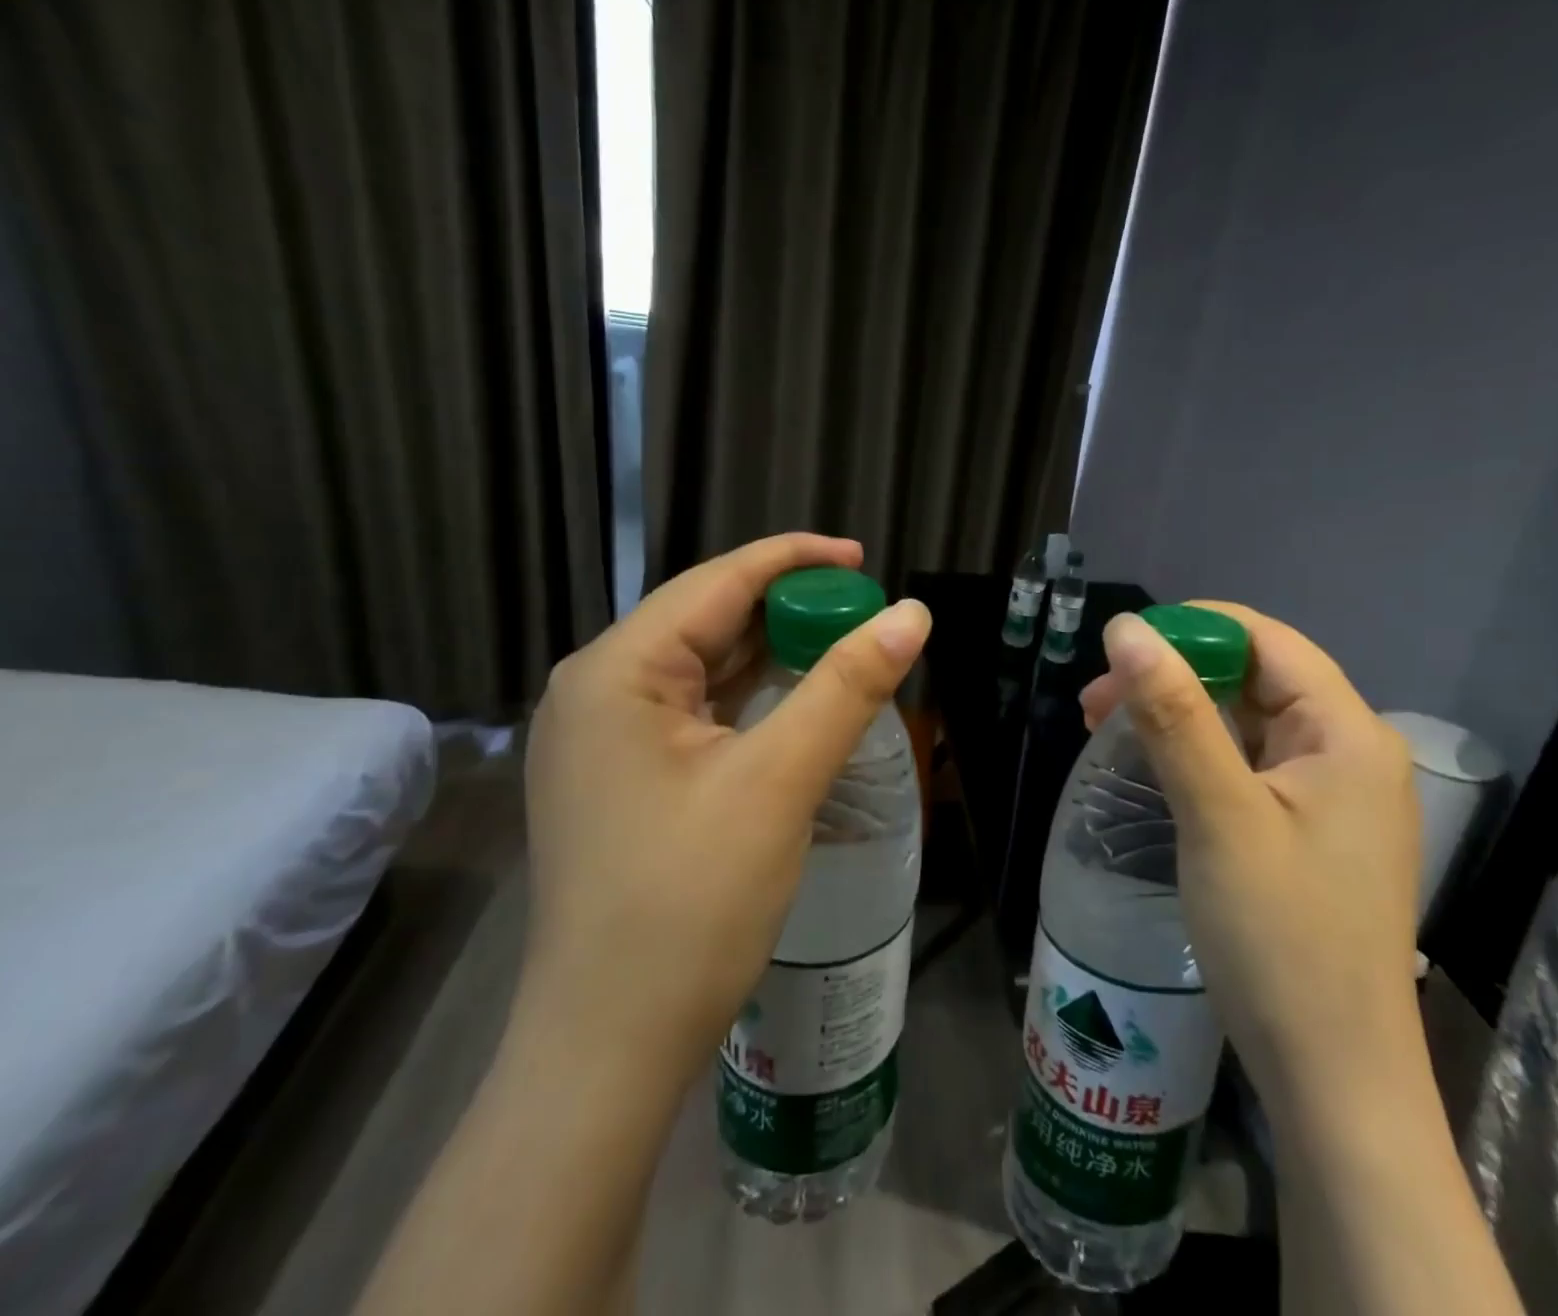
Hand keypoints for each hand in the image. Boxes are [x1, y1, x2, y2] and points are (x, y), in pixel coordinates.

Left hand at [519, 533, 931, 1089]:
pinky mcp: (622, 777)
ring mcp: (603, 738)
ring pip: (703, 668)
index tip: (864, 560)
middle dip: (787, 609)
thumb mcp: (779, 782)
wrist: (610, 1045)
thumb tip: (911, 614)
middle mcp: (598, 690)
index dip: (794, 560)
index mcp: (617, 671)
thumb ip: (847, 686)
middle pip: (707, 619)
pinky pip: (695, 712)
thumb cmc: (690, 904)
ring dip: (772, 654)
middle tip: (864, 613)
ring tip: (842, 647)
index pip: (716, 582)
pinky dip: (750, 698)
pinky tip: (794, 701)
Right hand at [1080, 605, 1420, 1104]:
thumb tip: (1127, 629)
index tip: (1117, 648)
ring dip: (1178, 716)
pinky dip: (1197, 756)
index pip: (1267, 641)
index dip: (1191, 629)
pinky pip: (1248, 766)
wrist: (1332, 1078)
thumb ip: (1173, 715)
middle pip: (1255, 679)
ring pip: (1245, 723)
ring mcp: (1332, 795)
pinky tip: (1153, 769)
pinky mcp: (1309, 830)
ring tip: (1107, 730)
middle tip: (1096, 702)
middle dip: (1173, 676)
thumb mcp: (1219, 815)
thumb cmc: (1280, 938)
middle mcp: (1349, 752)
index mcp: (1347, 733)